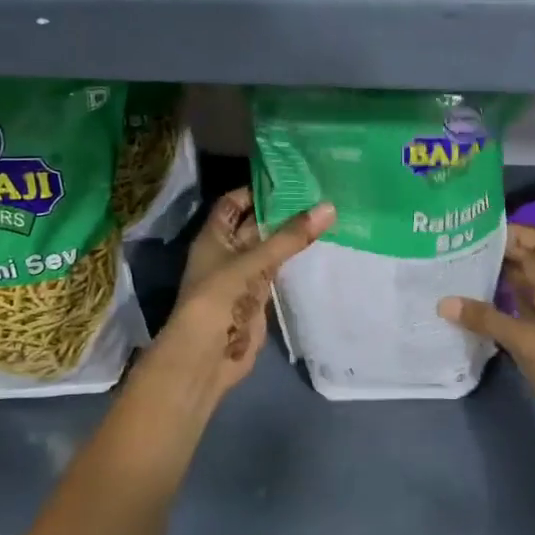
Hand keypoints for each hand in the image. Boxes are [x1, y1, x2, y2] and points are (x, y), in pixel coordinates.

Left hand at [145, 187, 334, 401]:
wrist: (206, 355)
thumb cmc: (219, 297)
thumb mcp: (253, 261)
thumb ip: (290, 237)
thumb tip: (329, 207)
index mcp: (214, 236)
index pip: (234, 202)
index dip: (257, 190)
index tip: (291, 179)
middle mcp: (227, 251)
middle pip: (255, 224)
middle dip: (281, 211)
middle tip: (319, 193)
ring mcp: (243, 275)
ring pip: (269, 248)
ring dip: (291, 236)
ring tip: (326, 215)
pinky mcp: (258, 296)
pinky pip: (278, 271)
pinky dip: (294, 260)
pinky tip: (320, 247)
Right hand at [437, 223, 534, 475]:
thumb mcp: (525, 341)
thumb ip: (485, 319)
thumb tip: (444, 302)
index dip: (512, 231)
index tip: (476, 230)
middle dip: (507, 247)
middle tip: (470, 247)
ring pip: (531, 279)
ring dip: (505, 271)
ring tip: (467, 266)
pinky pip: (527, 303)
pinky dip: (506, 297)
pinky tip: (479, 301)